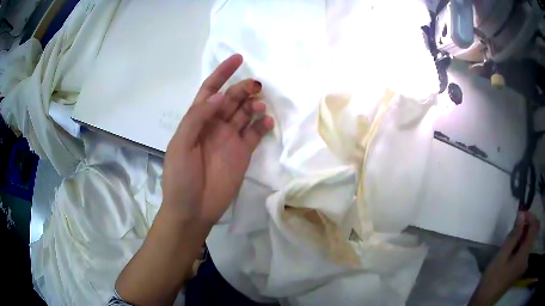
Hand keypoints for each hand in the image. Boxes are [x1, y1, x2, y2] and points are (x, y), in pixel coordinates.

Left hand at [162, 54, 273, 224]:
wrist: (192, 209)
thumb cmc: (180, 177)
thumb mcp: (180, 144)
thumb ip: (198, 118)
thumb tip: (219, 96)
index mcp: (197, 120)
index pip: (211, 90)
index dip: (222, 73)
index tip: (238, 58)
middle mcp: (215, 125)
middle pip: (231, 99)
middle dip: (243, 89)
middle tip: (255, 87)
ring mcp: (230, 139)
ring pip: (245, 113)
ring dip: (254, 105)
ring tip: (259, 106)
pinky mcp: (243, 154)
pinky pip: (255, 134)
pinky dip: (263, 126)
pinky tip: (268, 122)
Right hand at [469, 211, 539, 305]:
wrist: (484, 301)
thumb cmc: (493, 279)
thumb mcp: (501, 256)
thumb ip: (514, 236)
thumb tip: (522, 215)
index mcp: (524, 254)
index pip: (534, 227)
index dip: (530, 217)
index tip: (521, 214)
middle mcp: (526, 257)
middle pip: (533, 233)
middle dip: (527, 224)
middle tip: (517, 221)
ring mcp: (523, 263)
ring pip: (529, 241)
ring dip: (524, 233)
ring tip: (515, 231)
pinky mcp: (519, 268)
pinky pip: (525, 249)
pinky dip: (522, 242)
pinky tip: (514, 244)